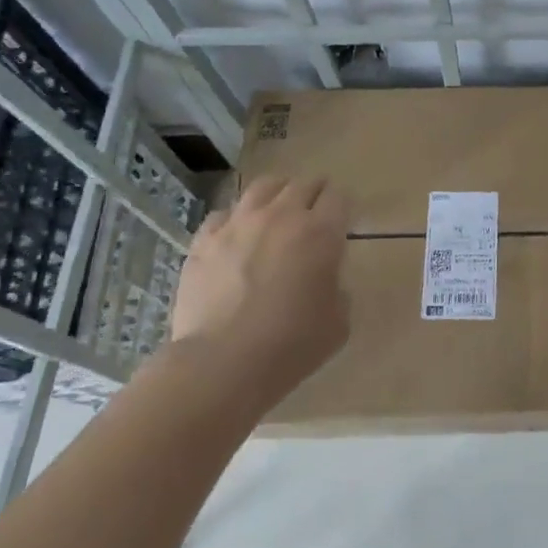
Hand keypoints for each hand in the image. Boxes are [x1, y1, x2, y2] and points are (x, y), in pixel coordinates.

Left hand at [169, 176, 350, 403]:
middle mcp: (282, 216)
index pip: (339, 197)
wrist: (223, 364)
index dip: (342, 206)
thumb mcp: (338, 322)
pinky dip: (235, 220)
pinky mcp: (205, 240)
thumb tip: (324, 280)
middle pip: (303, 184)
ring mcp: (239, 224)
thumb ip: (337, 289)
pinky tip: (236, 236)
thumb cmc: (291, 344)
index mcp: (321, 232)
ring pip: (263, 187)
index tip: (342, 220)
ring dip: (277, 193)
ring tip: (277, 209)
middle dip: (314, 193)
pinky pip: (223, 215)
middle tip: (315, 212)